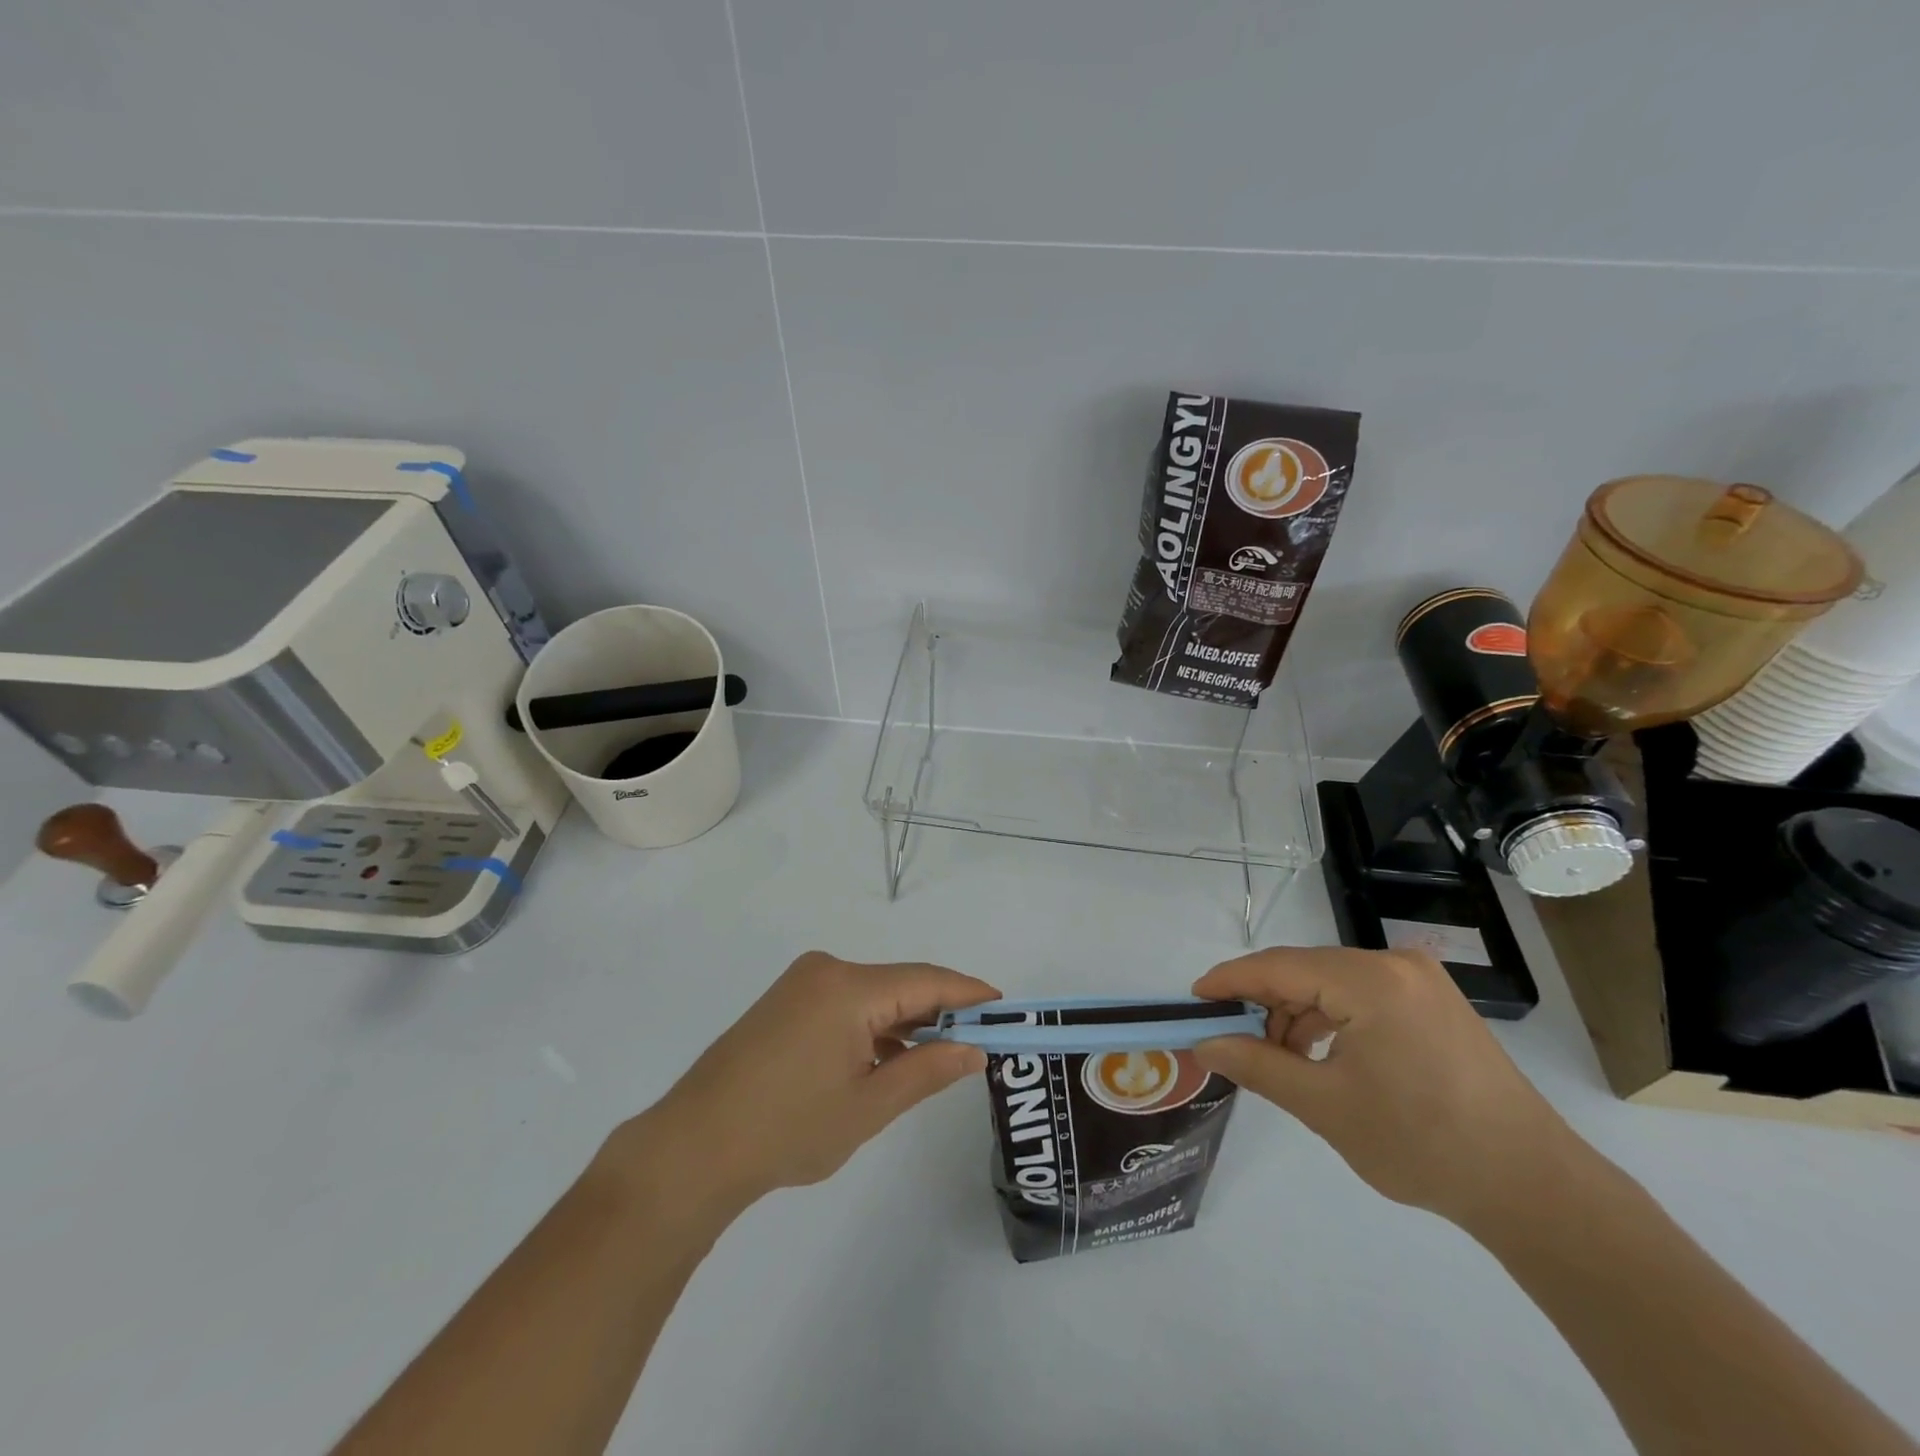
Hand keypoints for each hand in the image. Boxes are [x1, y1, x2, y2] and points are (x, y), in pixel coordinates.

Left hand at [615, 952, 999, 1222]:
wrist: (693, 1148)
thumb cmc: (787, 1129)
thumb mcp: (868, 1106)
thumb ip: (927, 1071)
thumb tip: (974, 1051)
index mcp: (848, 987)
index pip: (926, 981)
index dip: (968, 993)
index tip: (1003, 1005)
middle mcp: (826, 970)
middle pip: (899, 984)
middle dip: (938, 1012)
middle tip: (978, 1042)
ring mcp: (801, 983)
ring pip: (873, 994)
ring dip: (904, 1022)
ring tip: (937, 1057)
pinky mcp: (785, 1001)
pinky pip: (846, 1003)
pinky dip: (872, 1026)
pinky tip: (886, 1058)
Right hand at [1192, 947, 1584, 1228]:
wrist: (1534, 1189)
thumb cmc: (1422, 1144)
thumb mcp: (1325, 1106)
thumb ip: (1257, 1065)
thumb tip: (1205, 1044)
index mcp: (1369, 981)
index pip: (1278, 967)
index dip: (1229, 981)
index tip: (1192, 1001)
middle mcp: (1395, 965)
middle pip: (1304, 971)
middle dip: (1263, 1004)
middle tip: (1231, 1039)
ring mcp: (1420, 980)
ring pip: (1331, 983)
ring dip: (1296, 1014)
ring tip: (1278, 1059)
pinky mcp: (1434, 1002)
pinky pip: (1361, 995)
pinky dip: (1331, 1019)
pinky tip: (1321, 1056)